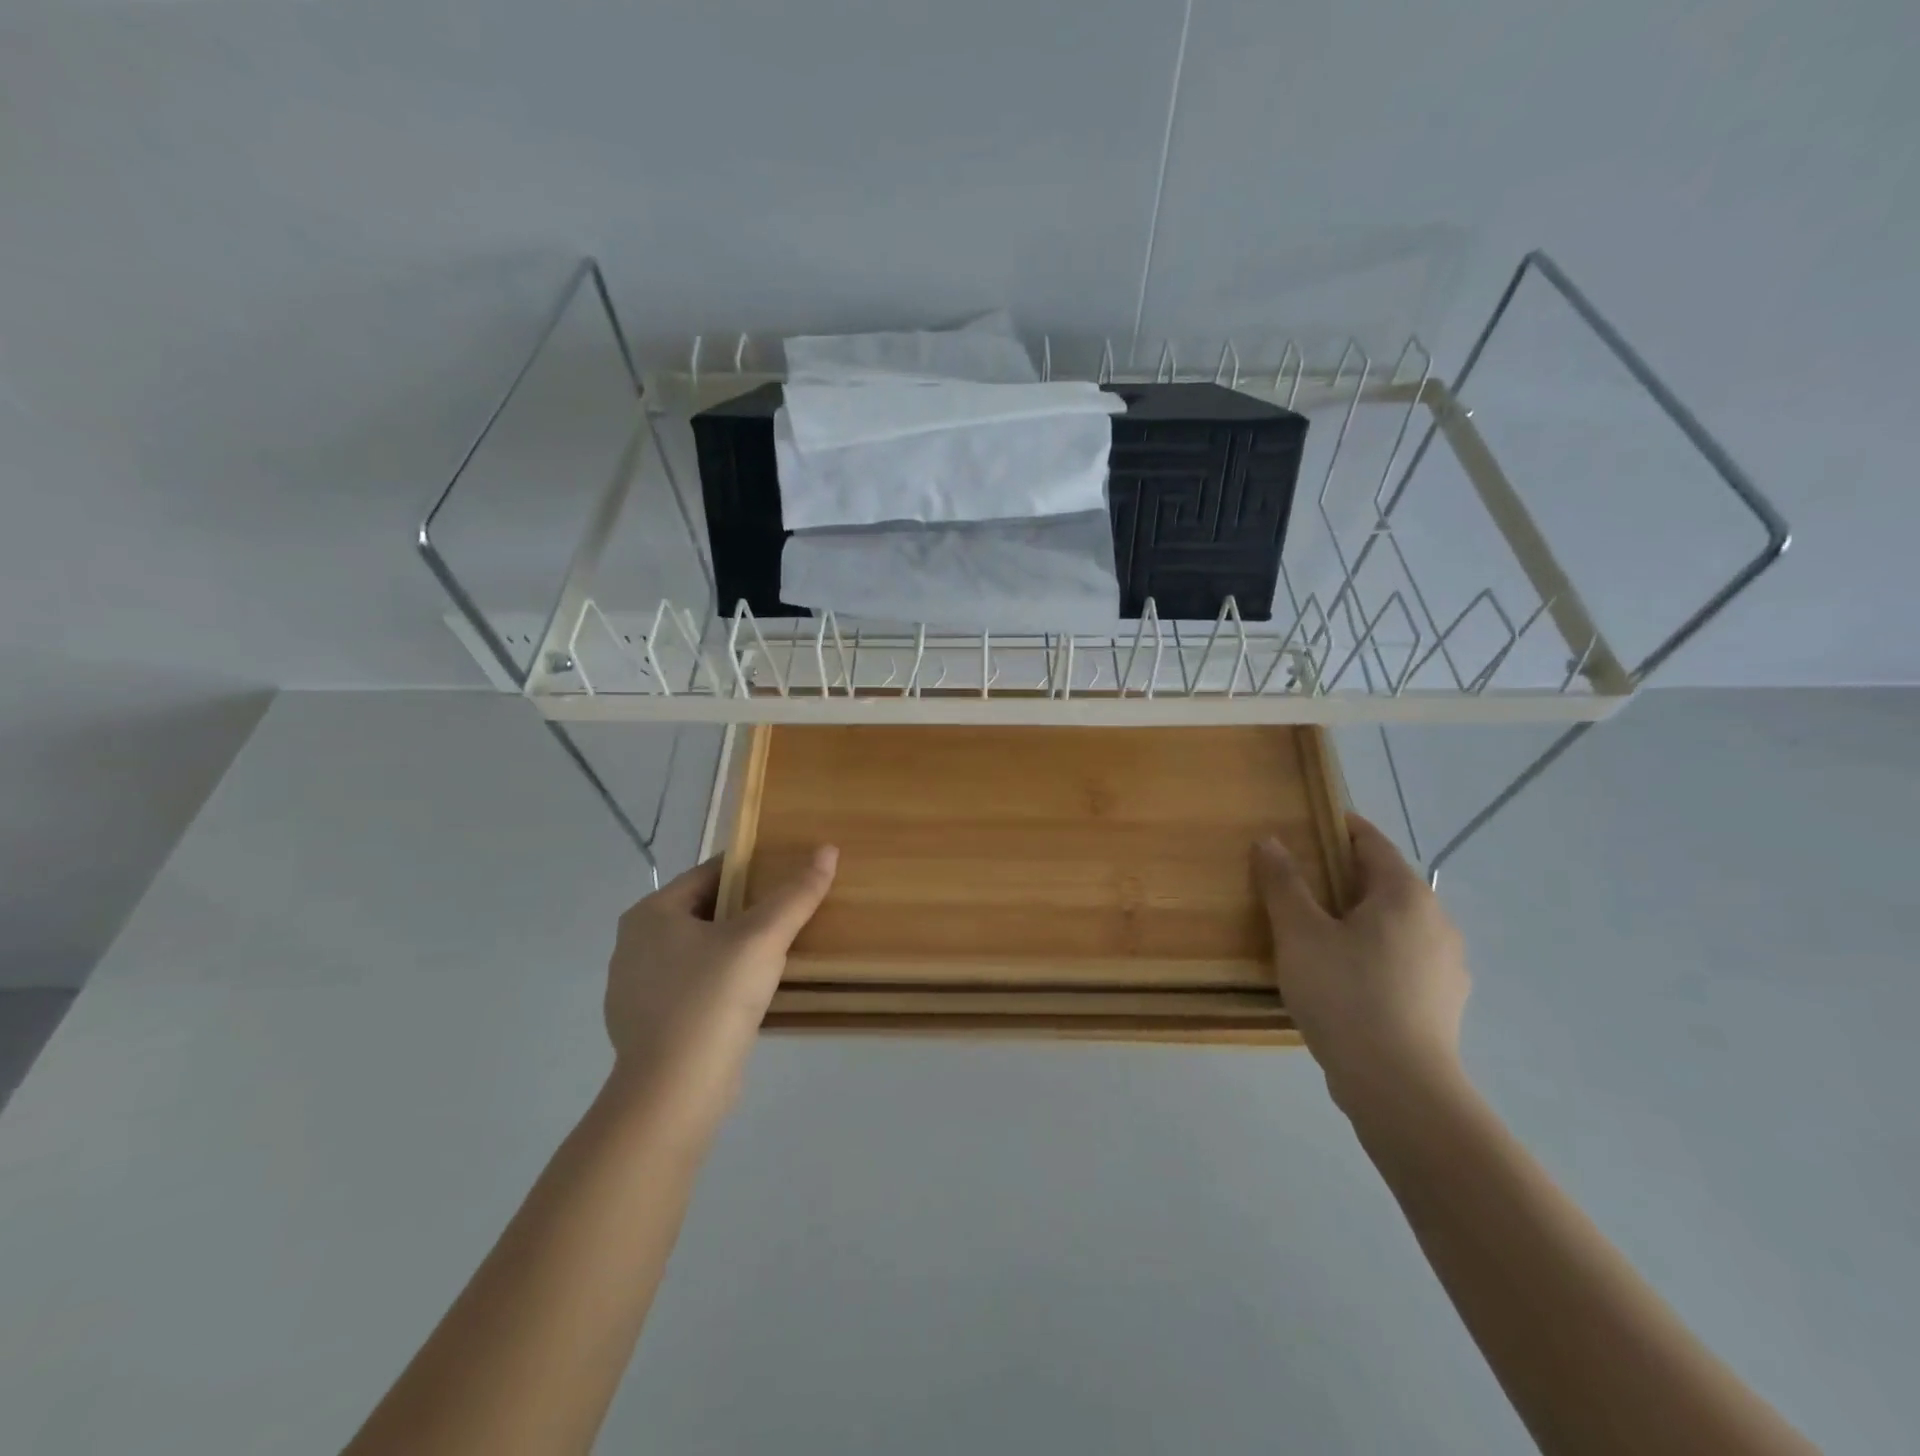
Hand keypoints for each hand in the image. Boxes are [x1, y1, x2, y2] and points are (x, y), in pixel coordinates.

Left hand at [602, 846, 837, 1139]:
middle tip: (792, 911)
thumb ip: (796, 894)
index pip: (710, 874)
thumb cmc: (713, 999)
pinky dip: (722, 982)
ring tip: (780, 950)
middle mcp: (634, 945)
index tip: (789, 873)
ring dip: (736, 948)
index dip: (753, 869)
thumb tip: (828, 850)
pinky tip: (752, 994)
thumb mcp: (763, 939)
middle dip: (747, 910)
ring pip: (700, 951)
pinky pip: (694, 987)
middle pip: (705, 912)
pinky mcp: (649, 1026)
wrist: (674, 1094)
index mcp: (651, 914)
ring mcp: (637, 989)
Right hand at [1254, 815, 1468, 1119]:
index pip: (1371, 842)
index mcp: (1405, 894)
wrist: (1399, 1087)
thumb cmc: (1345, 994)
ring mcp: (1447, 965)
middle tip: (1297, 882)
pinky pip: (1402, 959)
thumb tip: (1271, 841)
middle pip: (1384, 882)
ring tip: (1316, 932)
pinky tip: (1343, 977)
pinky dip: (1373, 953)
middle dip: (1342, 876)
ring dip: (1358, 918)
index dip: (1338, 828)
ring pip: (1395, 924)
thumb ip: (1284, 883)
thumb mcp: (1299, 933)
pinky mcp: (1443, 1001)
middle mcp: (1436, 921)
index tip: (1305, 826)